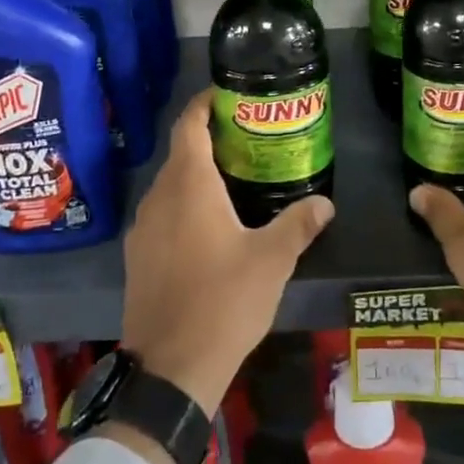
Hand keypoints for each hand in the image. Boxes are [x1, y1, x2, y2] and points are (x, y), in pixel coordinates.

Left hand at [121, 91, 333, 418]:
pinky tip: (209, 226)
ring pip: (170, 185)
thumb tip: (325, 204)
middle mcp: (159, 198)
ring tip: (234, 180)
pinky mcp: (138, 256)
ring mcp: (142, 228)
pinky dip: (184, 204)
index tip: (227, 95)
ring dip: (196, 174)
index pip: (189, 125)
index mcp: (189, 186)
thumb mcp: (272, 261)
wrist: (170, 368)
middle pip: (181, 153)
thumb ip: (298, 225)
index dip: (204, 104)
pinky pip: (162, 213)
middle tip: (248, 140)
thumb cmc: (223, 302)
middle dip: (210, 140)